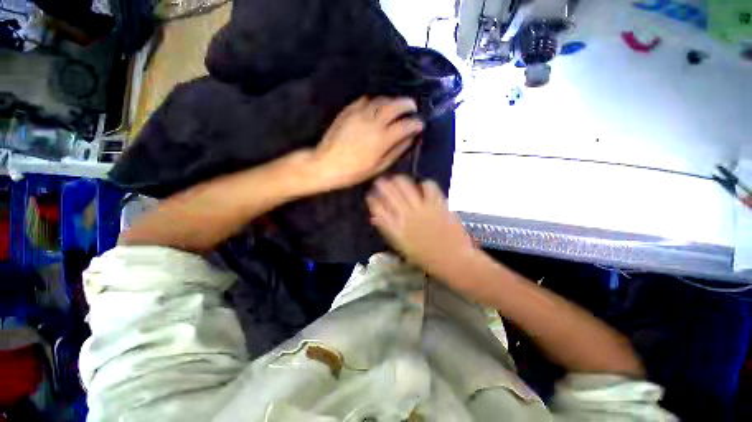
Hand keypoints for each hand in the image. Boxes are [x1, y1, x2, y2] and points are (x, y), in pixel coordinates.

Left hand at [311, 96, 423, 190]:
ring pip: (381, 100)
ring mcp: (359, 114)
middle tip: (412, 106)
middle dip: (407, 104)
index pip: (405, 125)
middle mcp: (373, 122)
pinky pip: (365, 100)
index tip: (420, 124)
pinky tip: (376, 107)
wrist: (326, 164)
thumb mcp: (379, 167)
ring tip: (396, 106)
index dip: (415, 123)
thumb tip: (410, 138)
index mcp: (382, 139)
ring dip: (392, 100)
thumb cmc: (354, 171)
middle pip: (395, 105)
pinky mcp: (348, 111)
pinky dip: (375, 101)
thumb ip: (396, 151)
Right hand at [367, 175, 475, 280]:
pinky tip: (422, 187)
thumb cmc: (425, 257)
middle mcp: (406, 215)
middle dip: (381, 185)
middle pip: (389, 193)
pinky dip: (424, 184)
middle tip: (379, 182)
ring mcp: (422, 208)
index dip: (372, 200)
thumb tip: (375, 217)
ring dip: (398, 180)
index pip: (378, 209)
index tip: (371, 195)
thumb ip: (388, 230)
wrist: (453, 259)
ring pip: (405, 185)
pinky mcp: (438, 203)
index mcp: (396, 229)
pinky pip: (429, 187)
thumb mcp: (402, 247)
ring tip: (396, 179)